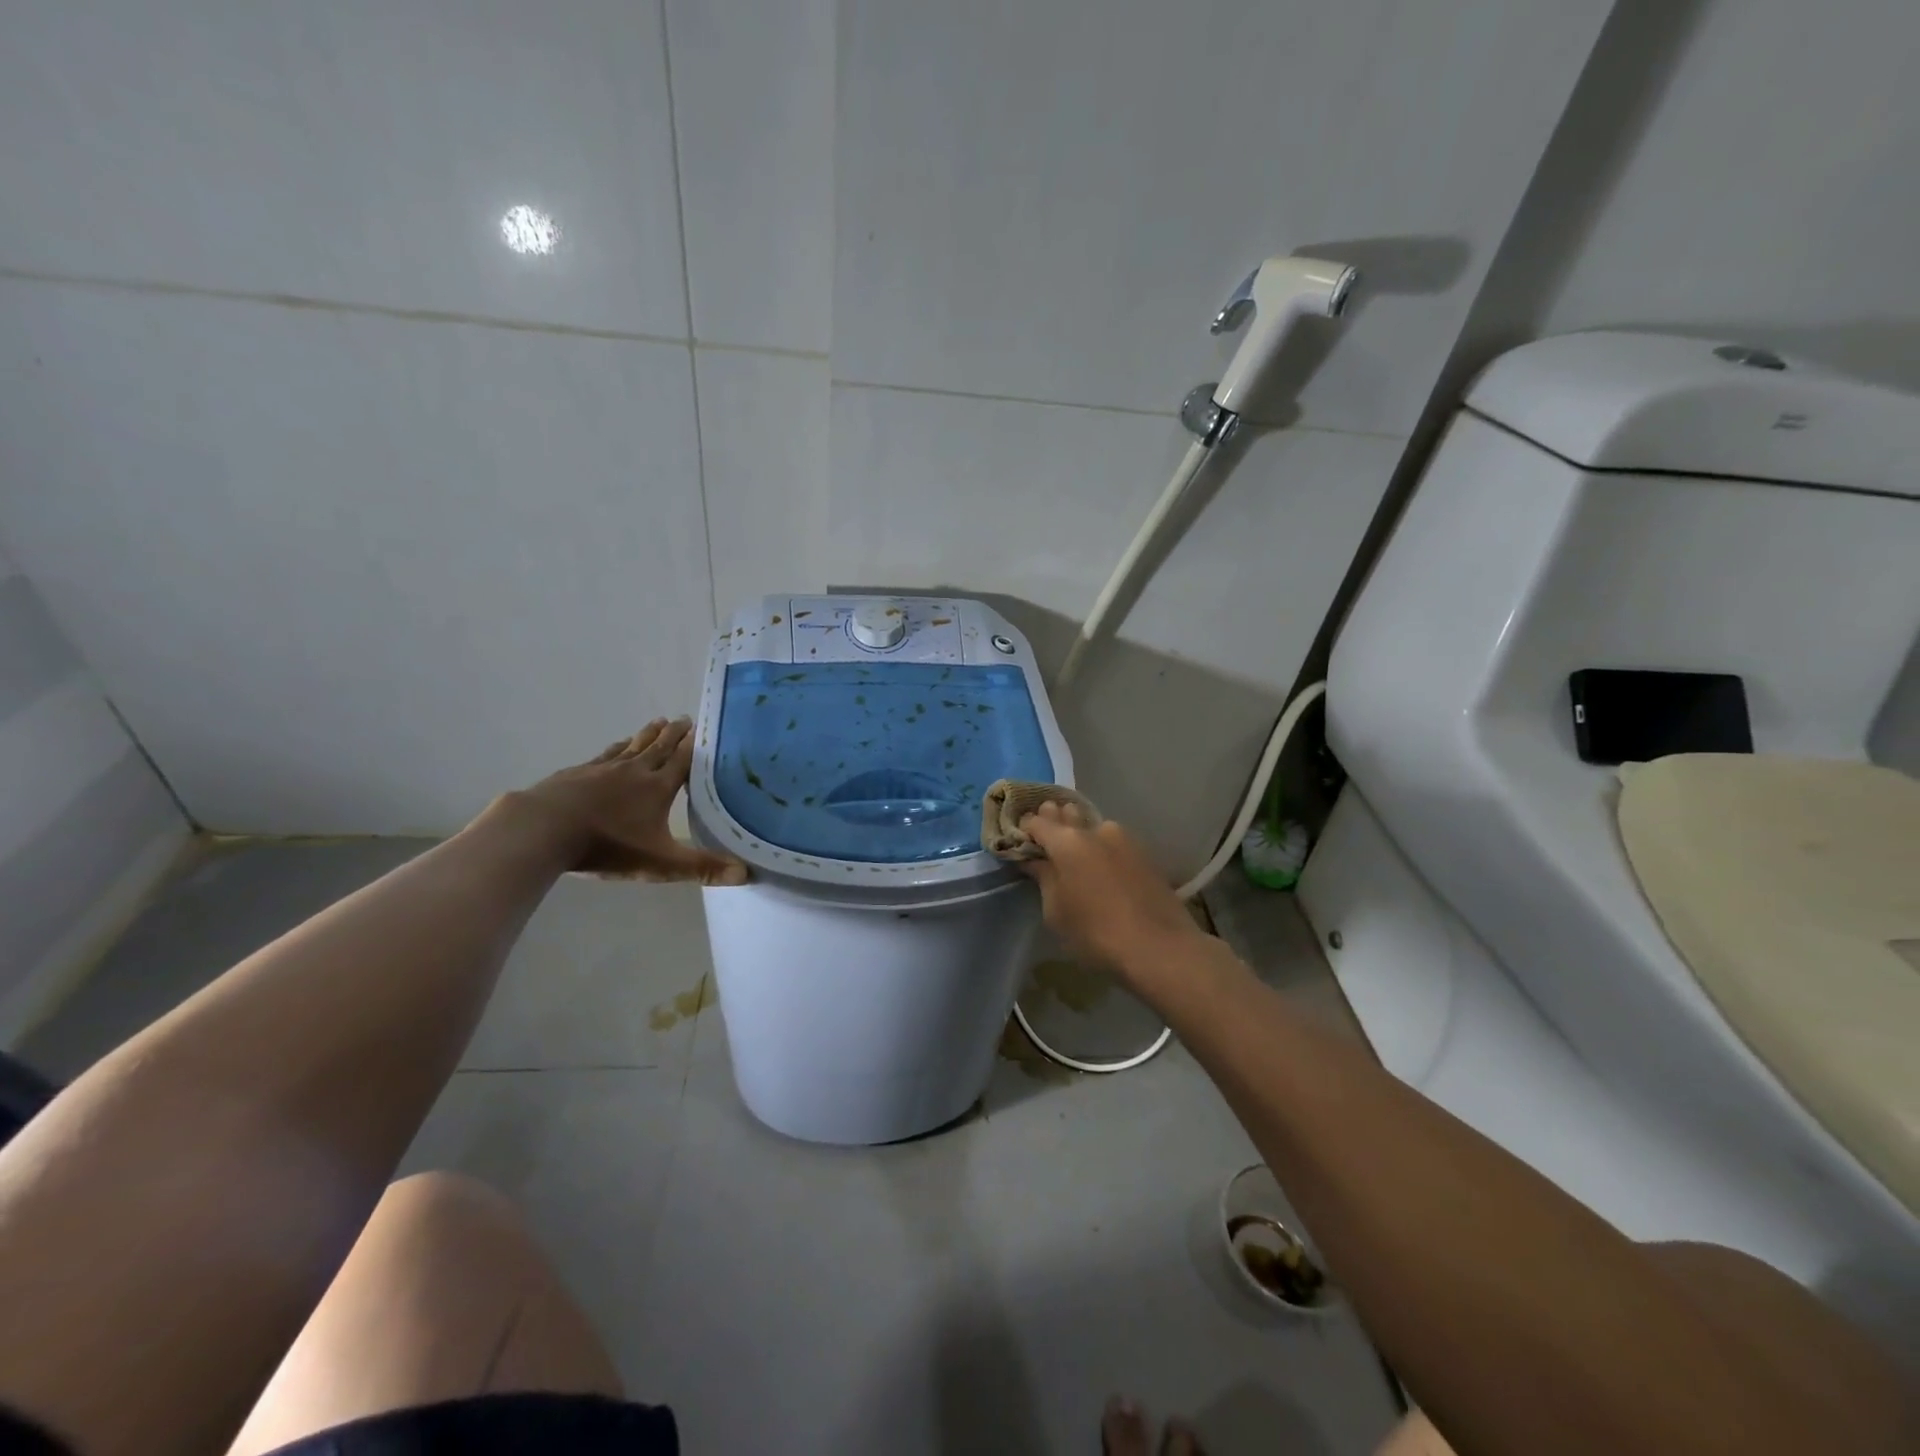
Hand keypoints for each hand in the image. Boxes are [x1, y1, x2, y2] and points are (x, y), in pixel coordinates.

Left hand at [507, 718, 748, 884]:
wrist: (544, 829)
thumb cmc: (608, 845)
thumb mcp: (660, 863)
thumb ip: (702, 868)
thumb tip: (746, 873)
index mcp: (658, 788)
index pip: (682, 761)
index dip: (694, 746)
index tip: (704, 728)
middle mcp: (635, 771)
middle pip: (659, 747)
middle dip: (674, 734)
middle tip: (685, 718)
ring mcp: (603, 769)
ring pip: (633, 746)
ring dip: (647, 734)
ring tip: (658, 722)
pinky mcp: (577, 773)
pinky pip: (605, 755)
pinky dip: (617, 747)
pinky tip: (617, 746)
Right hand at [1018, 801, 1203, 982]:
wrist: (1159, 947)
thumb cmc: (1096, 933)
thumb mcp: (1056, 911)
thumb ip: (1044, 878)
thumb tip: (1035, 859)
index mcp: (1067, 841)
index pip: (1037, 822)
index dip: (1025, 829)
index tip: (1019, 840)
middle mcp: (1095, 829)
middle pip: (1067, 814)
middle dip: (1053, 821)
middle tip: (1045, 840)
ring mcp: (1124, 838)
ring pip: (1093, 826)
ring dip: (1080, 832)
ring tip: (1073, 852)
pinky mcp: (1144, 852)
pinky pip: (1113, 841)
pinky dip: (1101, 846)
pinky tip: (1100, 864)